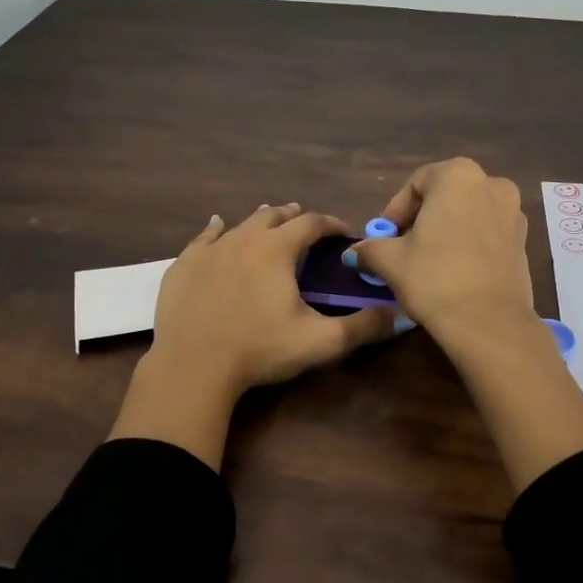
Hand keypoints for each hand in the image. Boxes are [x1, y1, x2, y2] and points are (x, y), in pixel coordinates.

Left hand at [109, 204, 398, 469]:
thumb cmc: (261, 350)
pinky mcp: (183, 266)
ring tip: (270, 218)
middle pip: (274, 216)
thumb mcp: (320, 342)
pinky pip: (203, 238)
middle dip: (294, 216)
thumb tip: (399, 316)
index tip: (343, 231)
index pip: (311, 223)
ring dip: (260, 220)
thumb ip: (363, 327)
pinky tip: (217, 226)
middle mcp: (243, 238)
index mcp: (277, 249)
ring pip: (240, 223)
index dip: (331, 224)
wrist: (193, 366)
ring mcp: (209, 250)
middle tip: (306, 223)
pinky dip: (216, 229)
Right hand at [352, 159, 535, 342]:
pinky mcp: (524, 243)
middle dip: (421, 221)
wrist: (489, 322)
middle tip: (402, 250)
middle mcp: (492, 184)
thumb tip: (354, 252)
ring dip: (446, 233)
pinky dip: (468, 246)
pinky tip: (454, 273)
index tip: (384, 239)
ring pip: (468, 216)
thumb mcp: (390, 261)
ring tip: (428, 264)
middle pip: (445, 197)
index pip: (416, 184)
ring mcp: (514, 213)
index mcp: (459, 175)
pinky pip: (487, 235)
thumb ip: (370, 248)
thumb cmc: (434, 278)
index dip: (395, 212)